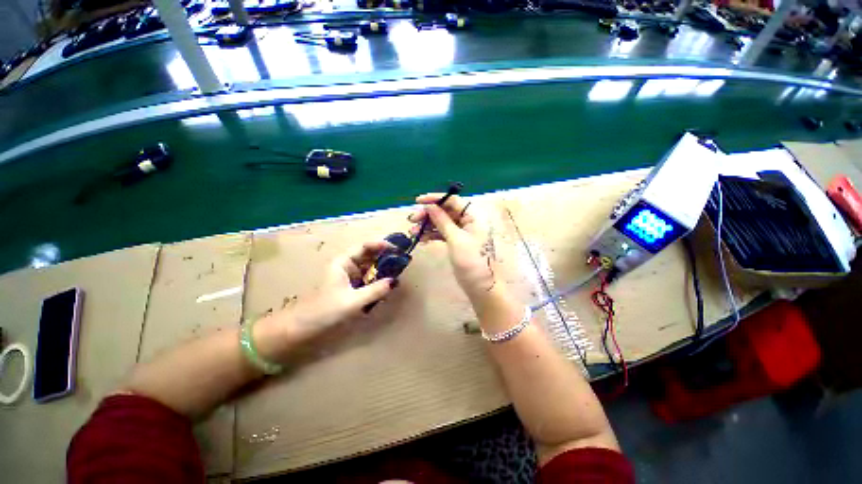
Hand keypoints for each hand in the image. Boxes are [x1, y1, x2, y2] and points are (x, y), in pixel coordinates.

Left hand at [292, 241, 396, 332]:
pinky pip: (369, 278)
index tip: (396, 249)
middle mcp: (347, 265)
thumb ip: (374, 291)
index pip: (364, 246)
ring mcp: (351, 276)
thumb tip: (395, 281)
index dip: (381, 245)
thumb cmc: (325, 310)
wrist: (304, 327)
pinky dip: (379, 278)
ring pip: (370, 266)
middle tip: (402, 258)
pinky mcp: (353, 286)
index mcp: (343, 262)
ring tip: (399, 268)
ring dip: (384, 266)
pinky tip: (388, 282)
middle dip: (385, 255)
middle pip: (369, 254)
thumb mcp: (352, 301)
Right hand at [409, 193, 497, 302]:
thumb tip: (429, 206)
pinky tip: (420, 239)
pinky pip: (442, 234)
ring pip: (442, 223)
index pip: (453, 201)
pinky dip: (432, 235)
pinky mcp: (456, 242)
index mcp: (473, 216)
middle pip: (446, 211)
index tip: (418, 201)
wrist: (480, 286)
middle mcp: (468, 221)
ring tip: (412, 231)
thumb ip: (442, 221)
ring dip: (427, 225)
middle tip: (412, 220)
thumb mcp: (455, 239)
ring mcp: (462, 232)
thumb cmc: (471, 261)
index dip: (435, 199)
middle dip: (428, 214)